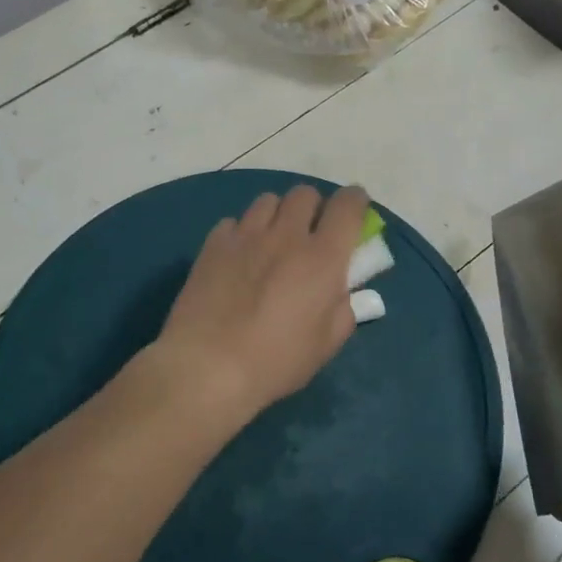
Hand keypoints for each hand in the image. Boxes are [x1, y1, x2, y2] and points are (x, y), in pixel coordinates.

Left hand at [156, 185, 369, 421]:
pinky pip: (234, 222)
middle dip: (314, 208)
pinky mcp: (213, 244)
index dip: (356, 201)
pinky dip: (242, 233)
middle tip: (310, 235)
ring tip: (272, 241)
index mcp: (323, 258)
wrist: (206, 367)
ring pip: (268, 201)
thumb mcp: (326, 345)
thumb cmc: (275, 362)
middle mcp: (286, 235)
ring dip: (278, 215)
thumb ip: (342, 309)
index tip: (355, 212)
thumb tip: (341, 291)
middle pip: (305, 194)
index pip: (348, 206)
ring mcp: (246, 235)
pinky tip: (238, 258)